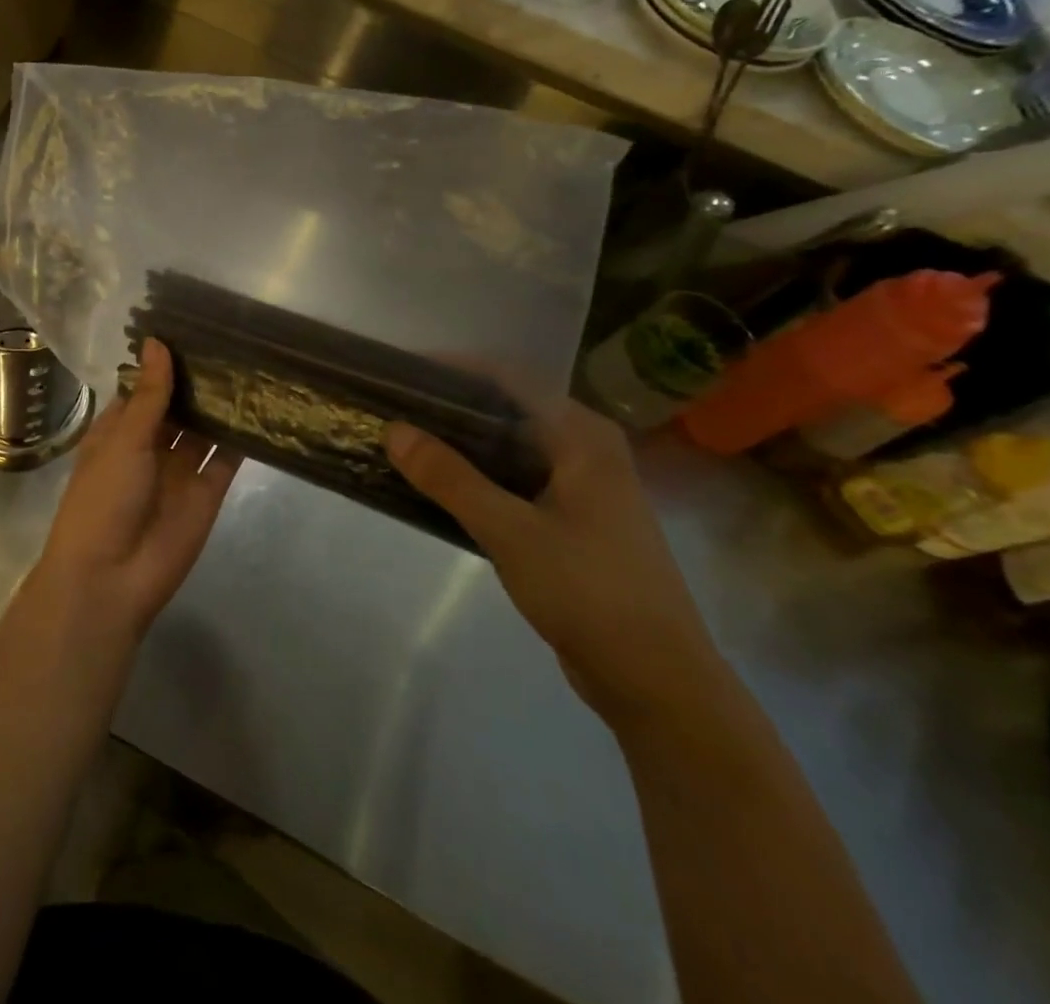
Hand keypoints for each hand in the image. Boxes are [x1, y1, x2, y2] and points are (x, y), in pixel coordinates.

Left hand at [32, 339, 242, 638]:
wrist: (112, 578)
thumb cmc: (104, 498)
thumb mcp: (123, 439)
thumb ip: (150, 394)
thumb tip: (157, 342)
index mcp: (118, 430)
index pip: (144, 388)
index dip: (164, 363)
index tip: (192, 328)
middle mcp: (150, 445)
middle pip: (177, 406)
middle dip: (198, 380)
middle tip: (232, 338)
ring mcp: (180, 469)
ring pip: (204, 429)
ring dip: (221, 403)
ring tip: (252, 362)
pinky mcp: (207, 492)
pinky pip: (226, 458)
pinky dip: (241, 436)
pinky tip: (262, 405)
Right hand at [386, 402, 726, 729]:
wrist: (656, 681)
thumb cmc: (589, 591)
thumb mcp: (510, 531)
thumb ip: (450, 478)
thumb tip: (393, 429)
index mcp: (583, 437)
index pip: (510, 378)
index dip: (455, 368)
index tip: (403, 370)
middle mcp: (585, 450)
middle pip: (508, 409)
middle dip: (451, 404)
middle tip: (394, 404)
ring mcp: (580, 487)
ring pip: (508, 446)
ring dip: (460, 442)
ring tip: (404, 438)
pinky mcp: (570, 520)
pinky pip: (513, 479)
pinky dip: (475, 475)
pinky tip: (437, 484)